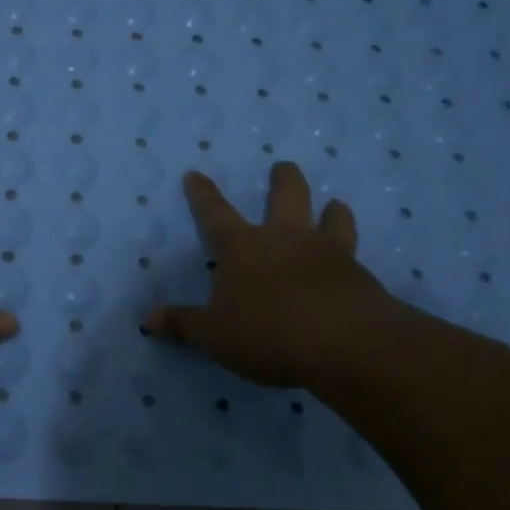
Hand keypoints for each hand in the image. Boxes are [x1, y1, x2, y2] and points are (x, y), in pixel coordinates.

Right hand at [145, 162, 414, 392]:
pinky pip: (356, 257)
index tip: (195, 174)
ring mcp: (328, 254)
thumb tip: (149, 319)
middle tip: (283, 166)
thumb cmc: (266, 331)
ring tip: (335, 205)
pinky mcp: (360, 277)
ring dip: (332, 211)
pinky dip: (352, 257)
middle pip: (286, 197)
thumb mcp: (214, 334)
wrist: (344, 343)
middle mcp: (285, 239)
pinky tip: (356, 266)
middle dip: (283, 180)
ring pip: (332, 219)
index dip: (203, 195)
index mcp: (242, 247)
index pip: (215, 214)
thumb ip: (184, 324)